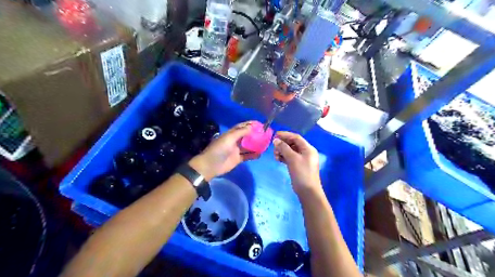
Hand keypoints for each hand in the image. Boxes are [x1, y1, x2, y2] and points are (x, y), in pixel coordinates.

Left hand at [189, 121, 259, 178]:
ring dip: (256, 145)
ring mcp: (236, 150)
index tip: (260, 124)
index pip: (242, 127)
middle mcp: (235, 141)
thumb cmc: (219, 149)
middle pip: (246, 136)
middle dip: (255, 134)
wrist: (211, 165)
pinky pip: (247, 156)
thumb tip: (252, 127)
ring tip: (265, 143)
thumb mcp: (229, 138)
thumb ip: (241, 132)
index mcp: (231, 134)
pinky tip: (260, 154)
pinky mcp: (238, 159)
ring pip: (248, 146)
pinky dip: (253, 155)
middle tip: (266, 134)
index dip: (250, 124)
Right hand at [273, 131, 323, 194]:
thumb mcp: (292, 158)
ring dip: (282, 151)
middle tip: (274, 147)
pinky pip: (290, 157)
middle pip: (293, 144)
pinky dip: (284, 157)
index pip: (296, 137)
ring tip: (275, 155)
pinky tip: (278, 159)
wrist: (308, 191)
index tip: (275, 135)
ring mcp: (302, 159)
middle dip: (283, 144)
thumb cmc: (302, 173)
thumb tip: (275, 140)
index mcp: (308, 148)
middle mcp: (306, 152)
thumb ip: (284, 148)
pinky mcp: (298, 166)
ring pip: (290, 151)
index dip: (285, 135)